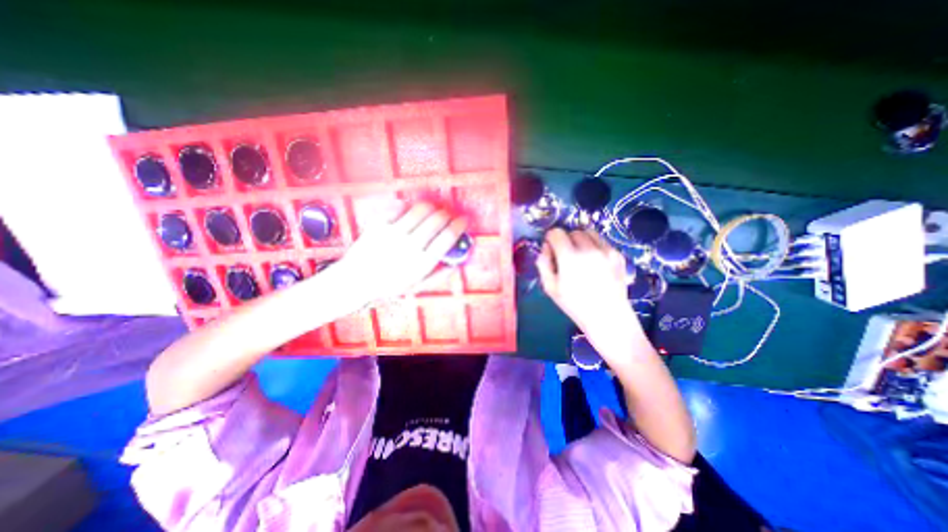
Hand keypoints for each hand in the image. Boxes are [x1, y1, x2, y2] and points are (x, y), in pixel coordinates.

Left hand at [331, 203, 467, 305]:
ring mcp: (394, 232)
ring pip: (421, 209)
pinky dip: (411, 208)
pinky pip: (401, 208)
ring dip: (433, 207)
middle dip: (448, 213)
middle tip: (449, 214)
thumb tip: (457, 259)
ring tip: (434, 210)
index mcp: (422, 262)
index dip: (459, 225)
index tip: (464, 220)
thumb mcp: (418, 285)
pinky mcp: (380, 224)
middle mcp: (410, 245)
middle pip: (437, 219)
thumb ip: (439, 273)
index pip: (447, 237)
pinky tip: (412, 213)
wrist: (355, 280)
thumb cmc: (389, 285)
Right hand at [531, 228, 636, 336]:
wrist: (608, 317)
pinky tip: (595, 262)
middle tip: (566, 256)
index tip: (552, 249)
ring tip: (581, 256)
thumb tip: (546, 247)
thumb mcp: (550, 288)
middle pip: (572, 232)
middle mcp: (588, 249)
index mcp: (569, 258)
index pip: (556, 233)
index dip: (551, 239)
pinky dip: (595, 246)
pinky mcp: (618, 255)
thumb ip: (543, 264)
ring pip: (589, 232)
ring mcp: (606, 251)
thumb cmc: (575, 305)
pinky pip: (602, 241)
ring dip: (581, 240)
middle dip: (566, 240)